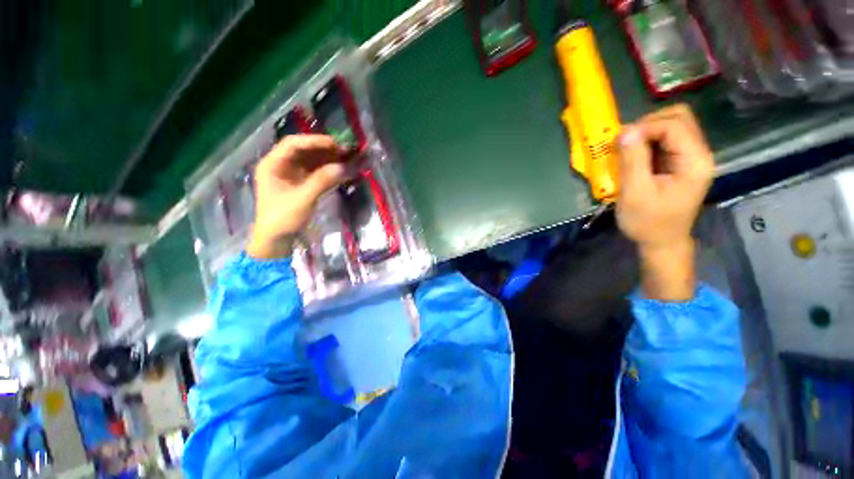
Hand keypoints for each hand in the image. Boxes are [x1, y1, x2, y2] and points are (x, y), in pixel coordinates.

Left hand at [246, 135, 347, 259]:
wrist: (277, 239)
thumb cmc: (283, 218)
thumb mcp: (303, 199)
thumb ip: (323, 181)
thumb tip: (344, 167)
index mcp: (273, 164)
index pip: (294, 144)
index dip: (315, 141)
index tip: (336, 144)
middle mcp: (282, 165)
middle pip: (305, 150)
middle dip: (326, 149)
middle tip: (347, 151)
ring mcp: (293, 175)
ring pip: (313, 161)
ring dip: (330, 159)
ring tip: (349, 158)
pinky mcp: (302, 184)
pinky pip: (317, 172)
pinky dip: (330, 170)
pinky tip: (343, 170)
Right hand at [616, 105, 713, 300]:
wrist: (661, 242)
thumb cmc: (648, 222)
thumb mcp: (635, 193)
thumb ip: (632, 161)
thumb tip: (624, 131)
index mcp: (694, 162)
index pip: (674, 126)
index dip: (645, 127)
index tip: (619, 141)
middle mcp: (699, 154)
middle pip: (680, 118)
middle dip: (648, 124)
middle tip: (625, 141)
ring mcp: (691, 158)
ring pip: (673, 126)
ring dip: (647, 131)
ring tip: (627, 148)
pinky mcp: (680, 163)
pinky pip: (666, 140)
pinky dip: (648, 141)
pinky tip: (634, 155)